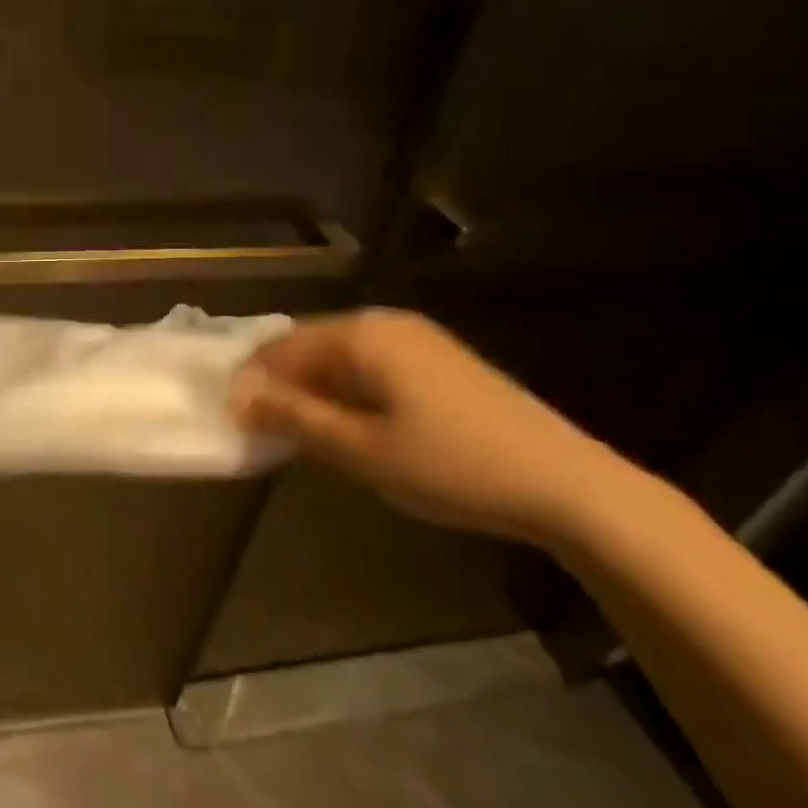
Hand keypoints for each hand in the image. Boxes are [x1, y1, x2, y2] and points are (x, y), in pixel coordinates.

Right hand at [230, 308, 642, 545]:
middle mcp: (385, 322)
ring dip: (315, 392)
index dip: (253, 384)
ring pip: (340, 357)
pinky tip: (355, 428)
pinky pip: (371, 366)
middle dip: (283, 387)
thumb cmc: (452, 466)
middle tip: (270, 435)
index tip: (238, 424)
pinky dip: (349, 392)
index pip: (280, 348)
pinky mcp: (439, 360)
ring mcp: (417, 338)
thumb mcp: (361, 449)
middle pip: (308, 347)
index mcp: (361, 334)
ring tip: (308, 437)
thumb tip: (238, 395)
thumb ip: (294, 417)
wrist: (569, 485)